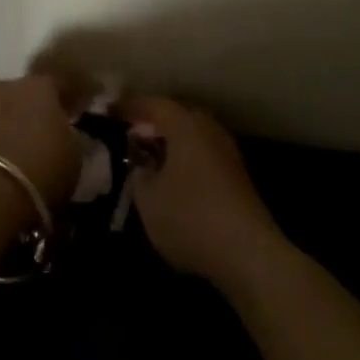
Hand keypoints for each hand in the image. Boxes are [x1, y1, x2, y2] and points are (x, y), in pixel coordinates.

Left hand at [0, 75, 82, 210]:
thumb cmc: (42, 167)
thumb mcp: (75, 156)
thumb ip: (73, 138)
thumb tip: (69, 135)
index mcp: (41, 85)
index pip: (59, 85)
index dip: (67, 101)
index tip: (74, 115)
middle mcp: (8, 85)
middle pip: (26, 95)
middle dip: (34, 112)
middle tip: (43, 136)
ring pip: (2, 111)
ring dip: (10, 125)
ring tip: (19, 153)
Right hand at [115, 95, 284, 289]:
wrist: (249, 254)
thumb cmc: (191, 218)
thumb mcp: (148, 200)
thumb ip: (139, 176)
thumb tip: (142, 166)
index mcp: (185, 125)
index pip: (153, 104)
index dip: (130, 107)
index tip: (110, 111)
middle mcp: (209, 129)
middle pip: (177, 115)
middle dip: (153, 122)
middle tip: (131, 132)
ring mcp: (228, 152)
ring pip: (193, 136)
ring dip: (172, 142)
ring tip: (150, 157)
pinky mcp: (238, 177)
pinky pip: (204, 155)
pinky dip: (186, 159)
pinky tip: (175, 180)